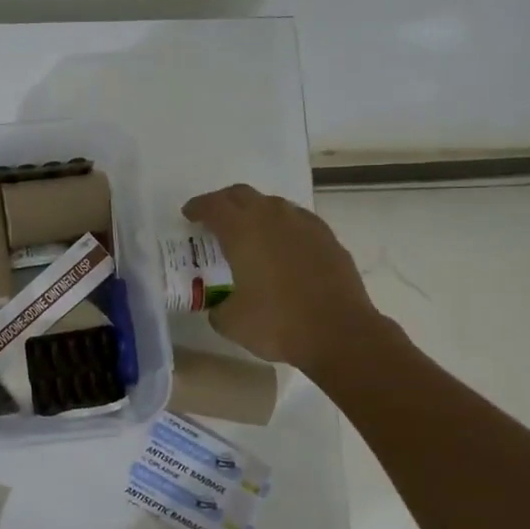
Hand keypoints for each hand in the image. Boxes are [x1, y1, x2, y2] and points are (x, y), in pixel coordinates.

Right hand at [181, 184, 398, 374]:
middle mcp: (272, 217)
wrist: (340, 333)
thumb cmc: (277, 323)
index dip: (197, 207)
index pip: (213, 206)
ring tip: (248, 233)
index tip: (188, 215)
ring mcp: (305, 225)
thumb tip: (221, 306)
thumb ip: (218, 307)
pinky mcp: (328, 239)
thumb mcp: (231, 322)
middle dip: (224, 202)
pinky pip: (298, 221)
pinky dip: (283, 227)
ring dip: (256, 212)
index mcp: (242, 230)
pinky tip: (282, 247)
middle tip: (213, 219)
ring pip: (273, 205)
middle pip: (242, 195)